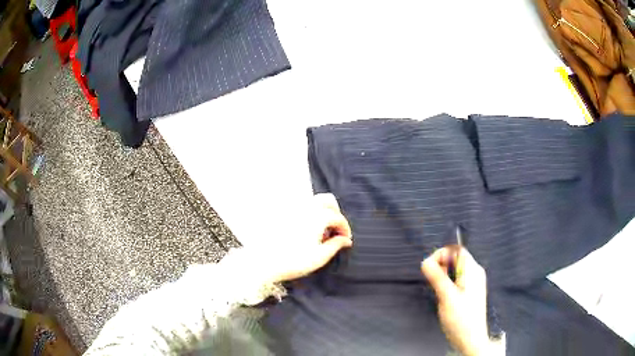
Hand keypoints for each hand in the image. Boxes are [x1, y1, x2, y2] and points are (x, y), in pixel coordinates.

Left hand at [263, 193, 352, 282]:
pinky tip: (307, 231)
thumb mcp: (319, 257)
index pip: (338, 217)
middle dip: (336, 213)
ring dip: (323, 212)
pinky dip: (310, 214)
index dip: (345, 228)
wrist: (264, 262)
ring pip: (314, 201)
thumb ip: (336, 245)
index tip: (346, 240)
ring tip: (322, 231)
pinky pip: (302, 208)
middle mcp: (306, 208)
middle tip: (336, 229)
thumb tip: (346, 240)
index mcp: (317, 217)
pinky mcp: (282, 214)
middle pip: (328, 200)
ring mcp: (293, 209)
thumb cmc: (293, 261)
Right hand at [421, 246, 489, 355]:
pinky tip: (445, 295)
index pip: (457, 250)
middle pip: (456, 258)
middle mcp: (475, 272)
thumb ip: (437, 277)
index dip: (441, 254)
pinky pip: (458, 278)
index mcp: (472, 270)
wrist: (471, 339)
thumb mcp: (447, 297)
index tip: (429, 268)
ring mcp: (474, 282)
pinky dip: (448, 282)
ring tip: (439, 291)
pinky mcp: (471, 291)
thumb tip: (425, 261)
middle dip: (441, 266)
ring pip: (455, 269)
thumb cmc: (461, 318)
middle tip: (433, 281)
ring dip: (443, 275)